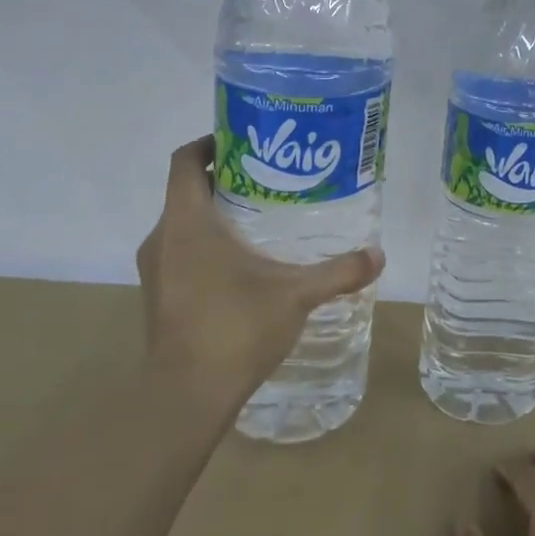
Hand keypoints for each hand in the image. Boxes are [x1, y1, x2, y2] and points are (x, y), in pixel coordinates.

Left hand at [136, 136, 383, 406]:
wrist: (186, 395)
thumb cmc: (235, 327)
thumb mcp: (297, 294)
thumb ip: (339, 271)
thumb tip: (378, 255)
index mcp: (187, 223)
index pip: (185, 161)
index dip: (210, 142)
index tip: (245, 140)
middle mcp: (163, 238)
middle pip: (187, 191)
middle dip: (225, 180)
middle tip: (271, 180)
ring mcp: (156, 270)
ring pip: (184, 225)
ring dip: (216, 216)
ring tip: (263, 220)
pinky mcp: (159, 296)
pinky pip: (182, 253)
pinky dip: (208, 246)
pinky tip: (246, 265)